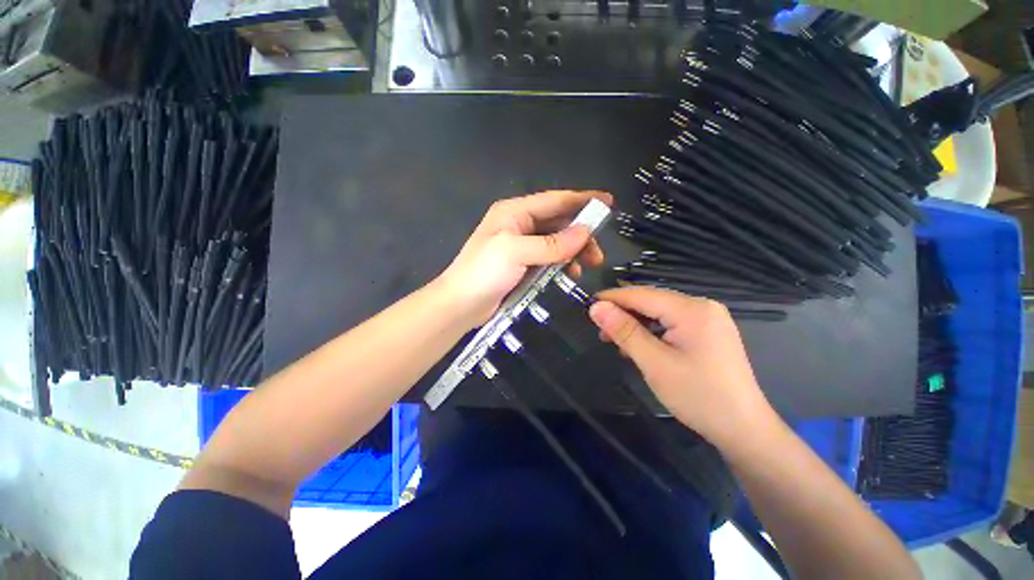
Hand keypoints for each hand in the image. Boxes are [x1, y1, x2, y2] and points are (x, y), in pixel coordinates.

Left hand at [436, 190, 612, 328]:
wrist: (460, 305)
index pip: (555, 200)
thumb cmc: (483, 273)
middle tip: (598, 253)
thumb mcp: (516, 252)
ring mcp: (522, 245)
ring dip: (574, 251)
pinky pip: (550, 258)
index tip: (608, 202)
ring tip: (588, 265)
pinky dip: (562, 263)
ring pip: (557, 241)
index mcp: (514, 212)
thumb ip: (551, 243)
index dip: (582, 199)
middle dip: (581, 234)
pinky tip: (570, 273)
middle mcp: (519, 224)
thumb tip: (585, 232)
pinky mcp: (523, 264)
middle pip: (558, 222)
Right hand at [588, 286, 774, 448]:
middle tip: (598, 328)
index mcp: (692, 310)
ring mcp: (707, 318)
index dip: (612, 298)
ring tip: (614, 340)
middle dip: (623, 312)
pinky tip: (638, 345)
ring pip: (659, 312)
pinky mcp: (707, 331)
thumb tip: (596, 307)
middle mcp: (702, 306)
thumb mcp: (654, 363)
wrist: (743, 429)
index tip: (586, 305)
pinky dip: (650, 331)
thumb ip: (624, 331)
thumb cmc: (698, 396)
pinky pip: (670, 322)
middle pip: (651, 301)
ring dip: (635, 323)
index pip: (642, 295)